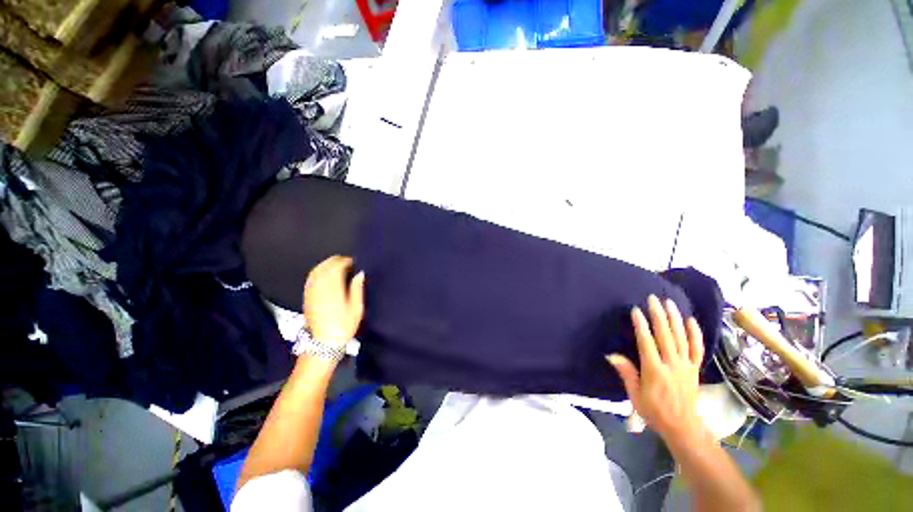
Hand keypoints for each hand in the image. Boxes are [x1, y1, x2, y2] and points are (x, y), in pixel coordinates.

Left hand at [303, 255, 364, 348]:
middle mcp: (320, 286)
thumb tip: (360, 273)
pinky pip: (311, 278)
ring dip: (328, 264)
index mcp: (333, 287)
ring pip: (317, 269)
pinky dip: (319, 271)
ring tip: (339, 267)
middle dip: (338, 261)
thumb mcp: (356, 307)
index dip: (348, 261)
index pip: (338, 265)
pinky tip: (326, 275)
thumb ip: (357, 288)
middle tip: (349, 263)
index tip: (356, 262)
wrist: (324, 342)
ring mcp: (311, 291)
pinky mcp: (306, 296)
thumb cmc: (344, 324)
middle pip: (326, 265)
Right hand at [607, 295, 705, 443]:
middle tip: (653, 299)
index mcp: (655, 371)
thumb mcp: (635, 396)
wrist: (683, 427)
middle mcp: (672, 364)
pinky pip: (696, 348)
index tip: (636, 310)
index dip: (641, 326)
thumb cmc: (654, 411)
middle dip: (658, 315)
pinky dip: (695, 333)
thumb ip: (626, 373)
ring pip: (681, 338)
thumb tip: (611, 355)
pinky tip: (691, 320)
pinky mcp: (694, 368)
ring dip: (674, 319)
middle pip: (665, 335)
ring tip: (669, 303)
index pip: (647, 343)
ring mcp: (685, 365)